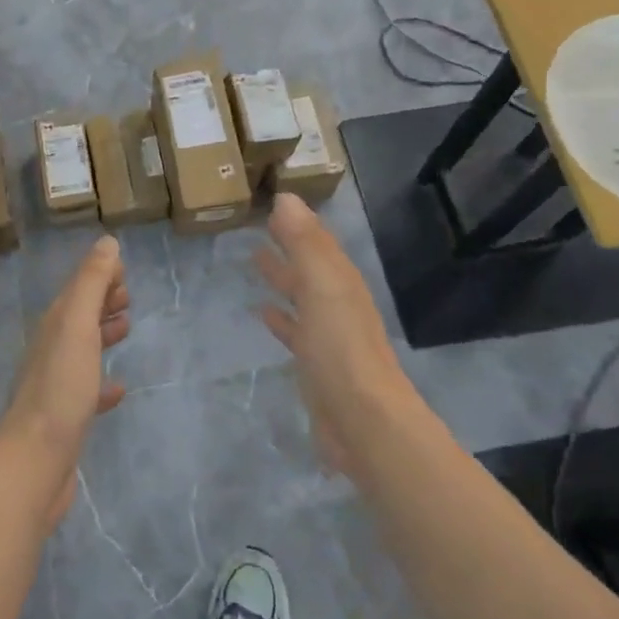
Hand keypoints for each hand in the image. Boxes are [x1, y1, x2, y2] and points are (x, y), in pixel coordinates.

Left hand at [0, 235, 129, 527]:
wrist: (35, 459)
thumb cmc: (60, 386)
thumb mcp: (77, 325)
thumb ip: (91, 283)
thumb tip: (106, 242)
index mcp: (55, 324)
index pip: (77, 288)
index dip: (98, 275)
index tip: (123, 269)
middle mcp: (51, 349)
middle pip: (78, 315)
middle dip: (101, 301)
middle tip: (128, 296)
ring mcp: (56, 384)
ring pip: (82, 348)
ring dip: (102, 334)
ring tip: (126, 328)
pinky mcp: (65, 417)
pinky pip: (87, 390)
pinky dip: (103, 382)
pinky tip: (119, 389)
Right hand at [256, 194, 415, 475]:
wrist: (363, 421)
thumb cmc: (340, 348)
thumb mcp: (321, 287)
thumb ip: (304, 243)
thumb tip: (286, 197)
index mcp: (340, 280)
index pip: (317, 240)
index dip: (297, 221)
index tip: (272, 200)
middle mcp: (337, 302)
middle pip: (310, 265)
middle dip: (289, 244)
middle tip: (259, 223)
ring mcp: (328, 335)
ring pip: (301, 294)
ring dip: (282, 275)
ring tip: (255, 258)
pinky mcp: (315, 364)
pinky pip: (294, 329)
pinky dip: (280, 316)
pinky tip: (263, 312)